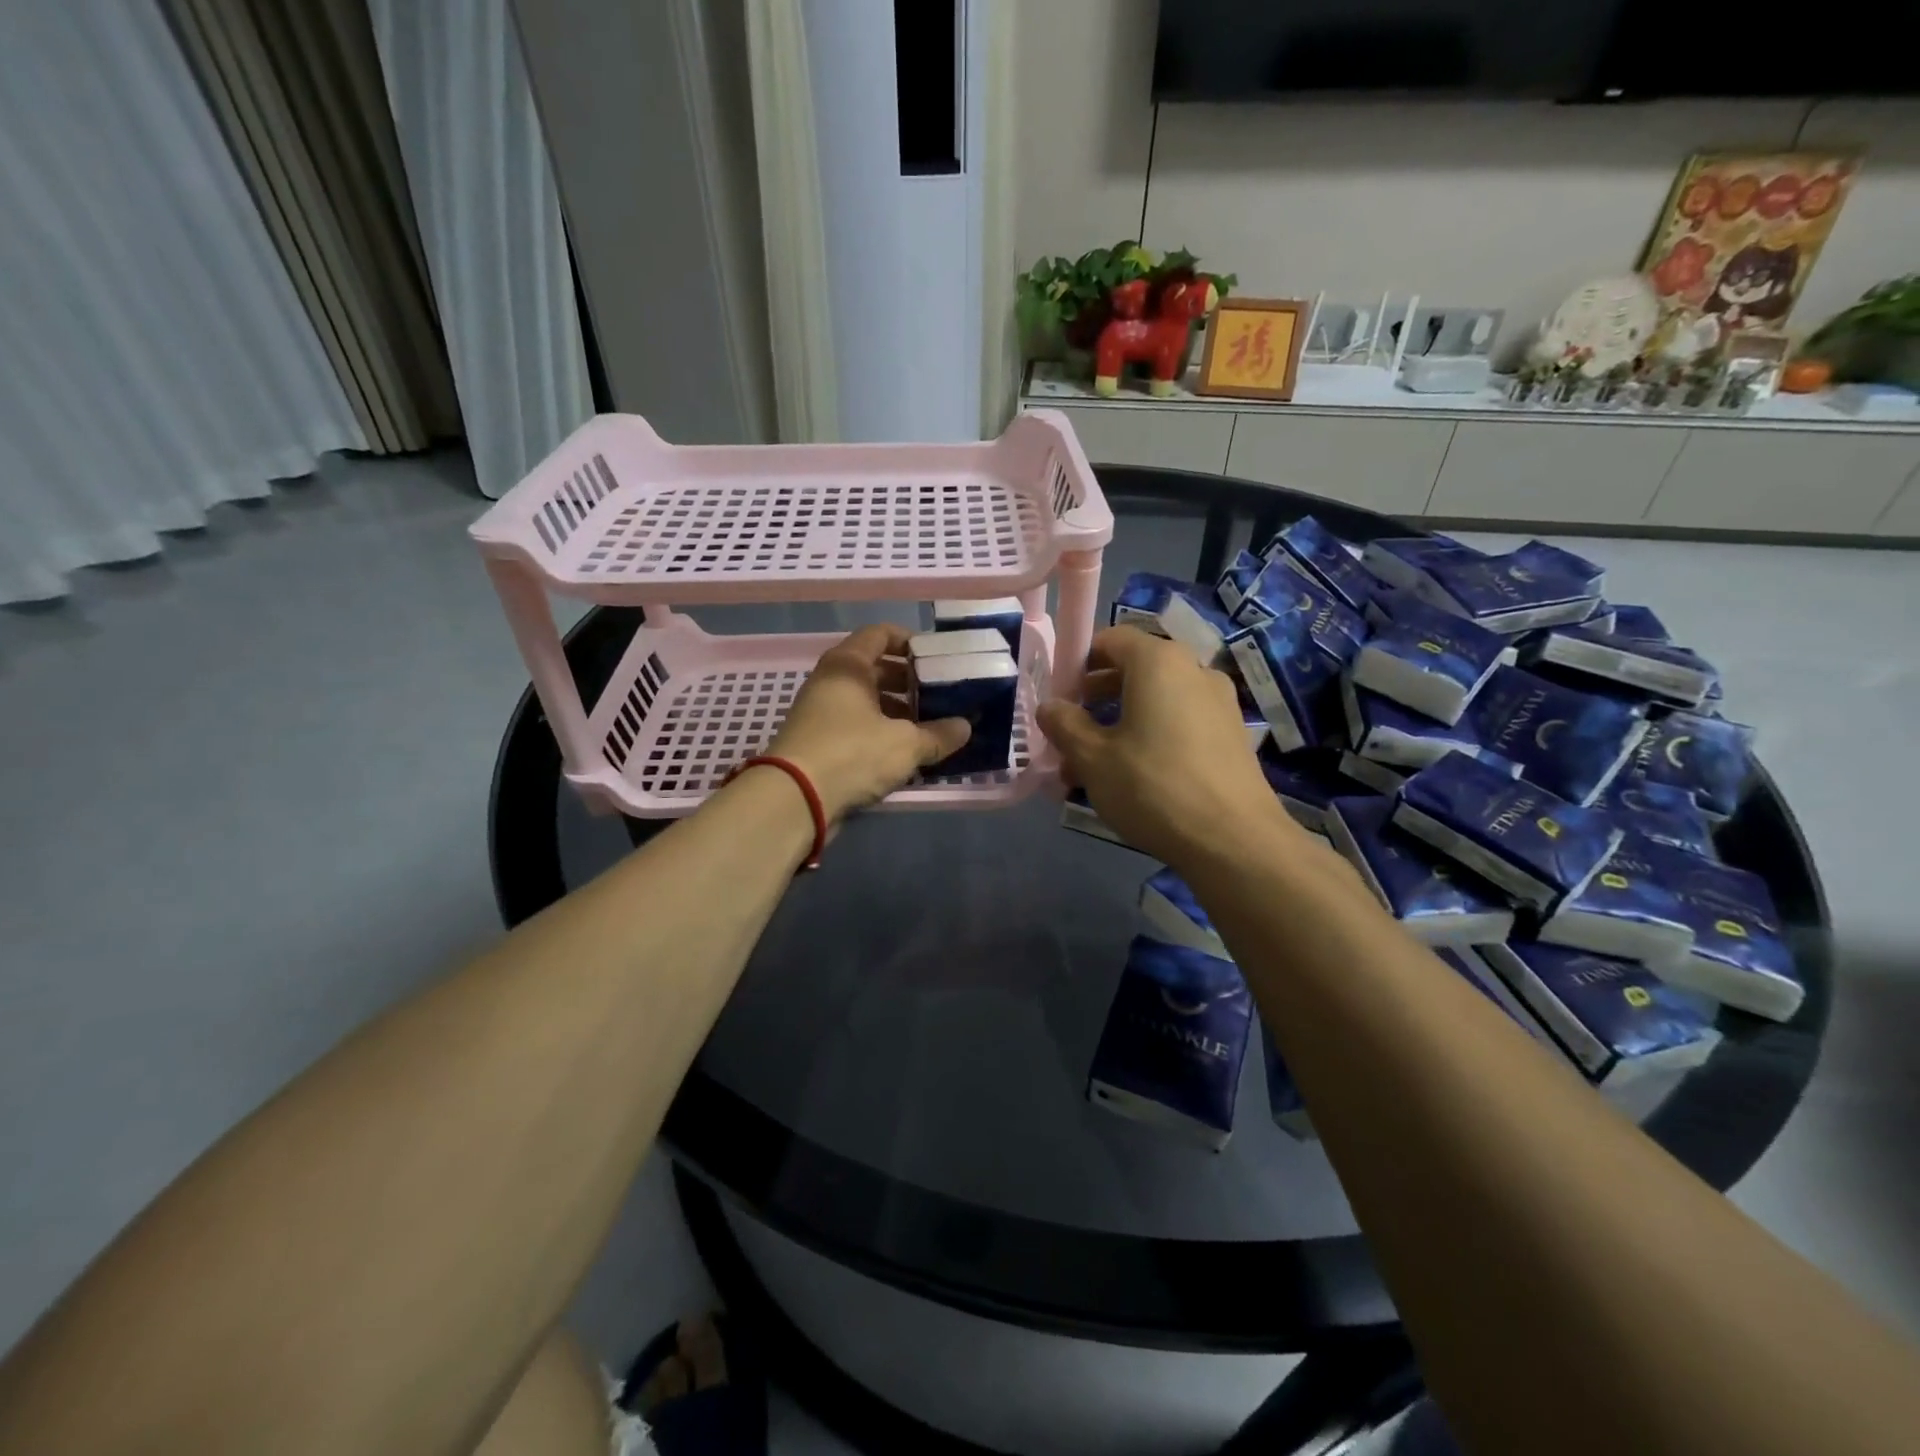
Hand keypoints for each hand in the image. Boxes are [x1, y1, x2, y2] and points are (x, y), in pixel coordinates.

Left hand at [766, 624, 969, 823]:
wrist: (794, 799)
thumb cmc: (852, 754)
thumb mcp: (906, 744)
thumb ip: (939, 734)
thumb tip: (965, 728)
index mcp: (848, 665)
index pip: (880, 634)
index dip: (910, 641)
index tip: (937, 659)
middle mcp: (830, 681)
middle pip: (875, 669)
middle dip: (909, 682)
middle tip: (940, 697)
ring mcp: (821, 712)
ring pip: (866, 701)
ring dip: (897, 711)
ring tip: (929, 728)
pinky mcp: (818, 742)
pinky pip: (856, 727)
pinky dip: (880, 733)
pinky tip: (905, 753)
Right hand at [1037, 626, 1302, 868]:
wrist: (1234, 840)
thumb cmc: (1153, 787)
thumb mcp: (1093, 758)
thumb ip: (1065, 724)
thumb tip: (1049, 706)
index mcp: (1159, 661)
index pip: (1111, 639)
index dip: (1078, 662)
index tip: (1058, 696)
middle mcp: (1193, 670)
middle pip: (1134, 670)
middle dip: (1095, 700)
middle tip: (1068, 733)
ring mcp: (1218, 703)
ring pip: (1155, 701)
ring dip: (1119, 724)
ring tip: (1092, 766)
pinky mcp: (1231, 735)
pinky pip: (1179, 723)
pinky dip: (1150, 737)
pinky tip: (1132, 778)